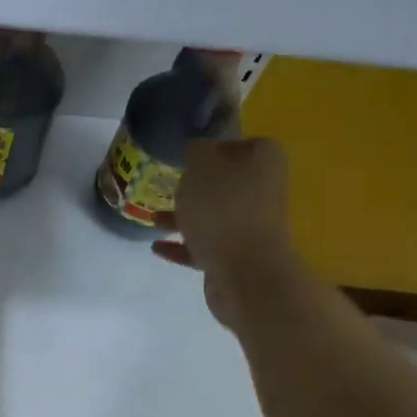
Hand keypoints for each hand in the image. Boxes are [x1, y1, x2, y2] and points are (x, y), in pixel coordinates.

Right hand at [152, 138, 295, 326]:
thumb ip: (196, 149)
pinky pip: (205, 245)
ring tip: (151, 218)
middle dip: (195, 185)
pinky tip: (157, 246)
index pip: (240, 143)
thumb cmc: (223, 208)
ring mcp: (252, 226)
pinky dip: (182, 245)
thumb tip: (199, 150)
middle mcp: (263, 190)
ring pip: (213, 214)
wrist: (246, 273)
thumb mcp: (201, 164)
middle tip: (166, 184)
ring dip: (183, 216)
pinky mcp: (238, 256)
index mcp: (264, 161)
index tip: (187, 155)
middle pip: (225, 181)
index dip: (213, 147)